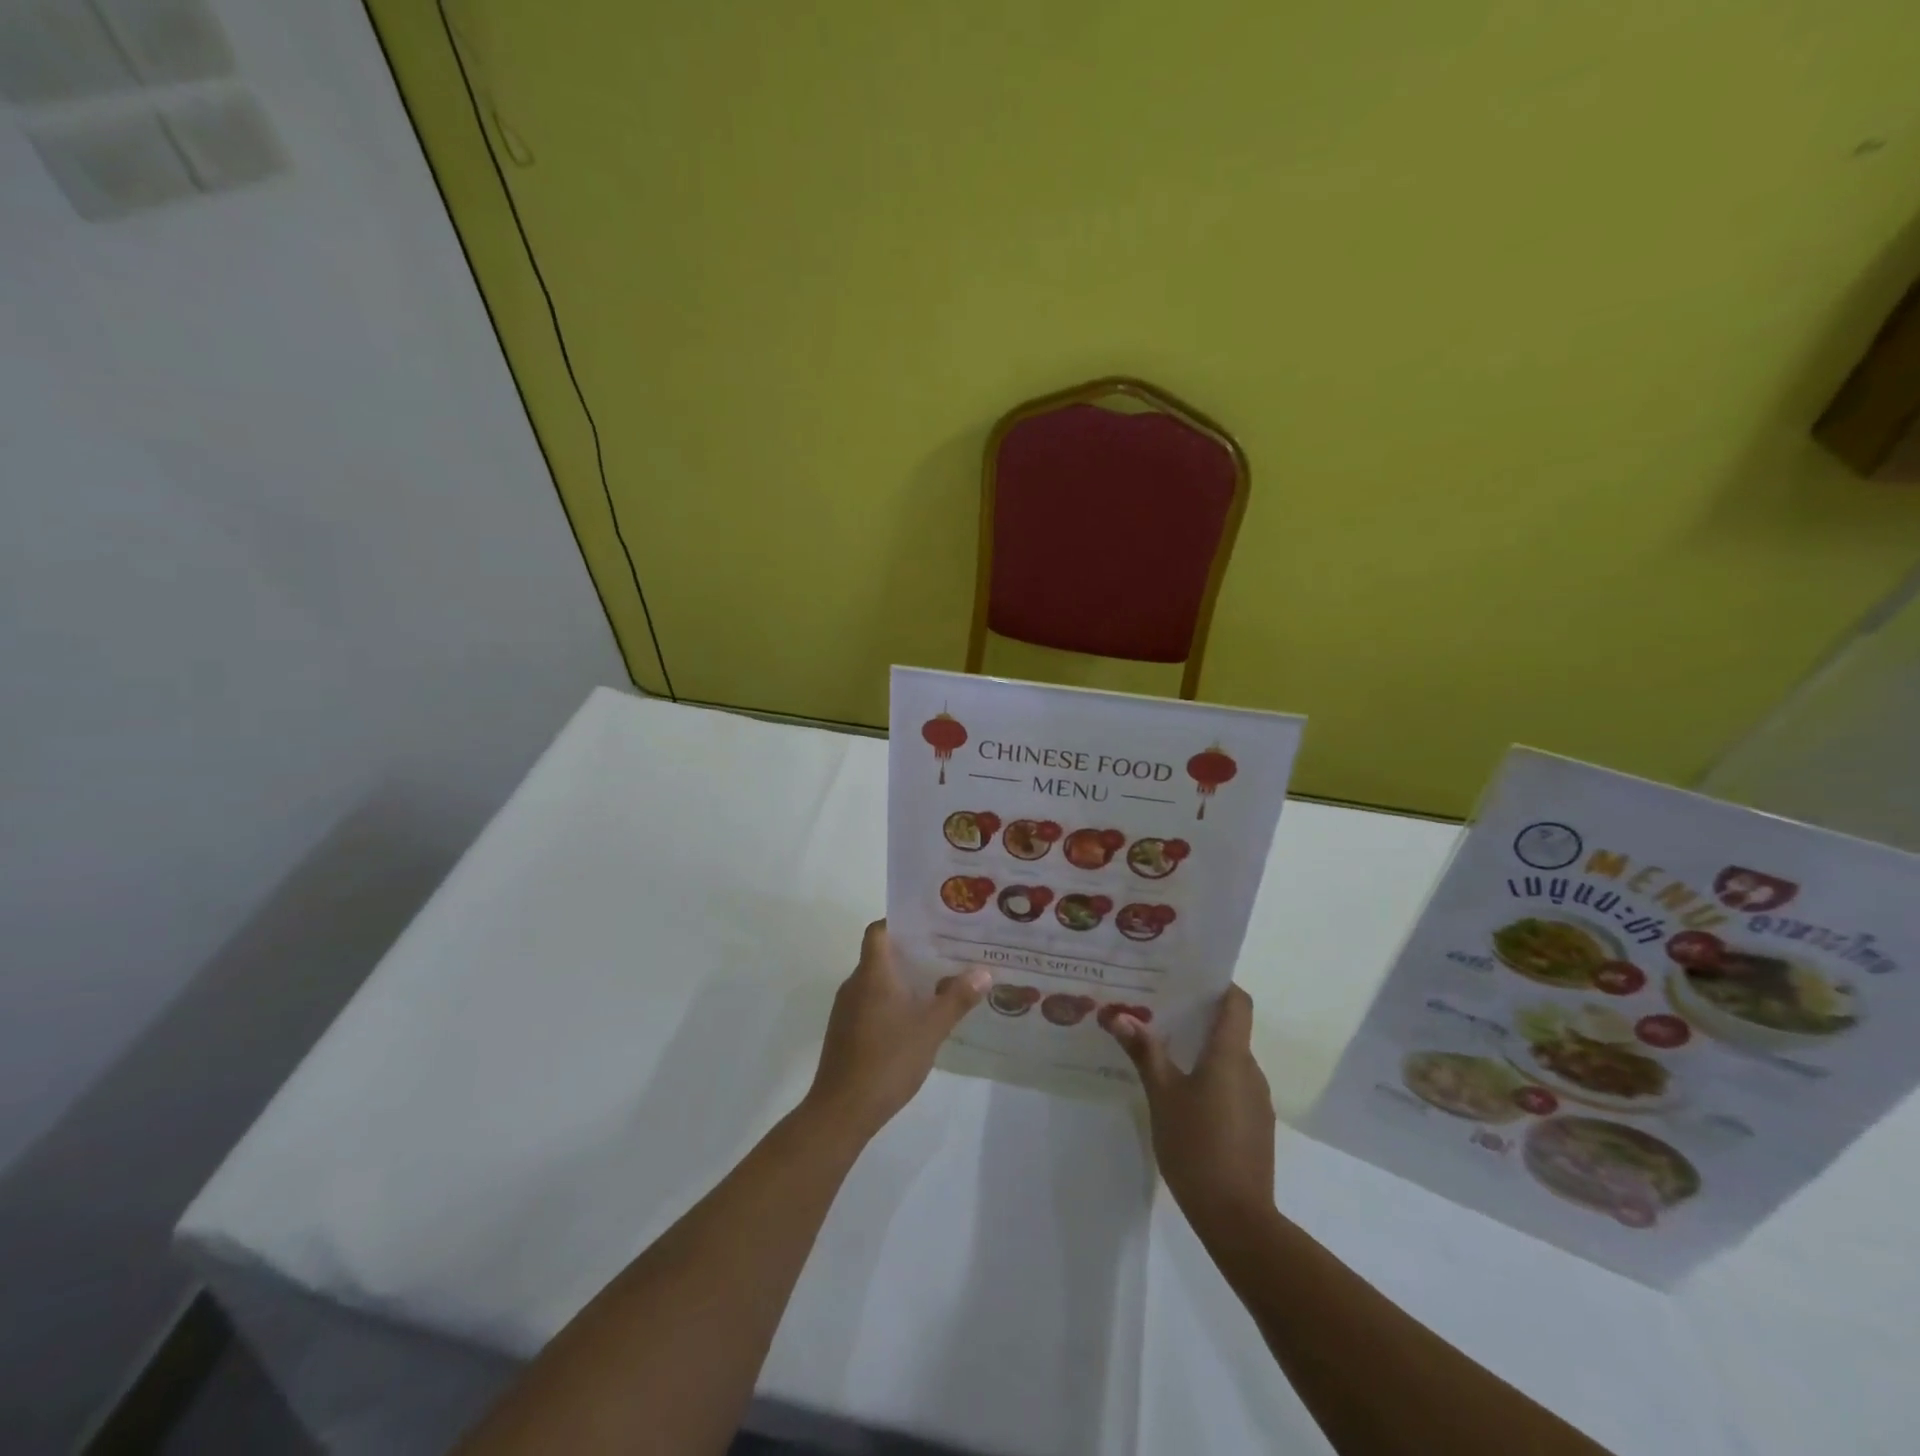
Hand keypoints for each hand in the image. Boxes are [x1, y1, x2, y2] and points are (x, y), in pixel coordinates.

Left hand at [804, 921, 989, 1144]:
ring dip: (904, 980)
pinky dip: (893, 1002)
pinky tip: (917, 1019)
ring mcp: (847, 1009)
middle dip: (913, 953)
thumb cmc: (887, 1060)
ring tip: (940, 984)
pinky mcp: (846, 1032)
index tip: (930, 926)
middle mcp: (855, 984)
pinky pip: (872, 1003)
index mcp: (872, 973)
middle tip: (948, 954)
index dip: (901, 923)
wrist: (843, 1110)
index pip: (879, 930)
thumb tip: (983, 972)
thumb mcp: (931, 1028)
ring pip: (878, 981)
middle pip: (881, 955)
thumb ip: (957, 998)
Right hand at [1105, 985, 1275, 1236]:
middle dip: (1198, 1018)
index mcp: (1230, 1055)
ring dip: (1203, 1052)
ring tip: (1165, 1052)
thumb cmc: (1196, 1146)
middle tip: (1159, 1012)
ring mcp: (1257, 1100)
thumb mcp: (1162, 1095)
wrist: (1237, 1218)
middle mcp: (1250, 1070)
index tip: (1188, 978)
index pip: (1238, 1002)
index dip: (1219, 985)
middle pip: (1231, 1030)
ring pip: (1230, 1061)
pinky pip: (1234, 1087)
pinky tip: (1184, 1096)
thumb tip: (1119, 1015)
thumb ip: (1144, 1052)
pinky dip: (1212, 1080)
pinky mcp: (1256, 1127)